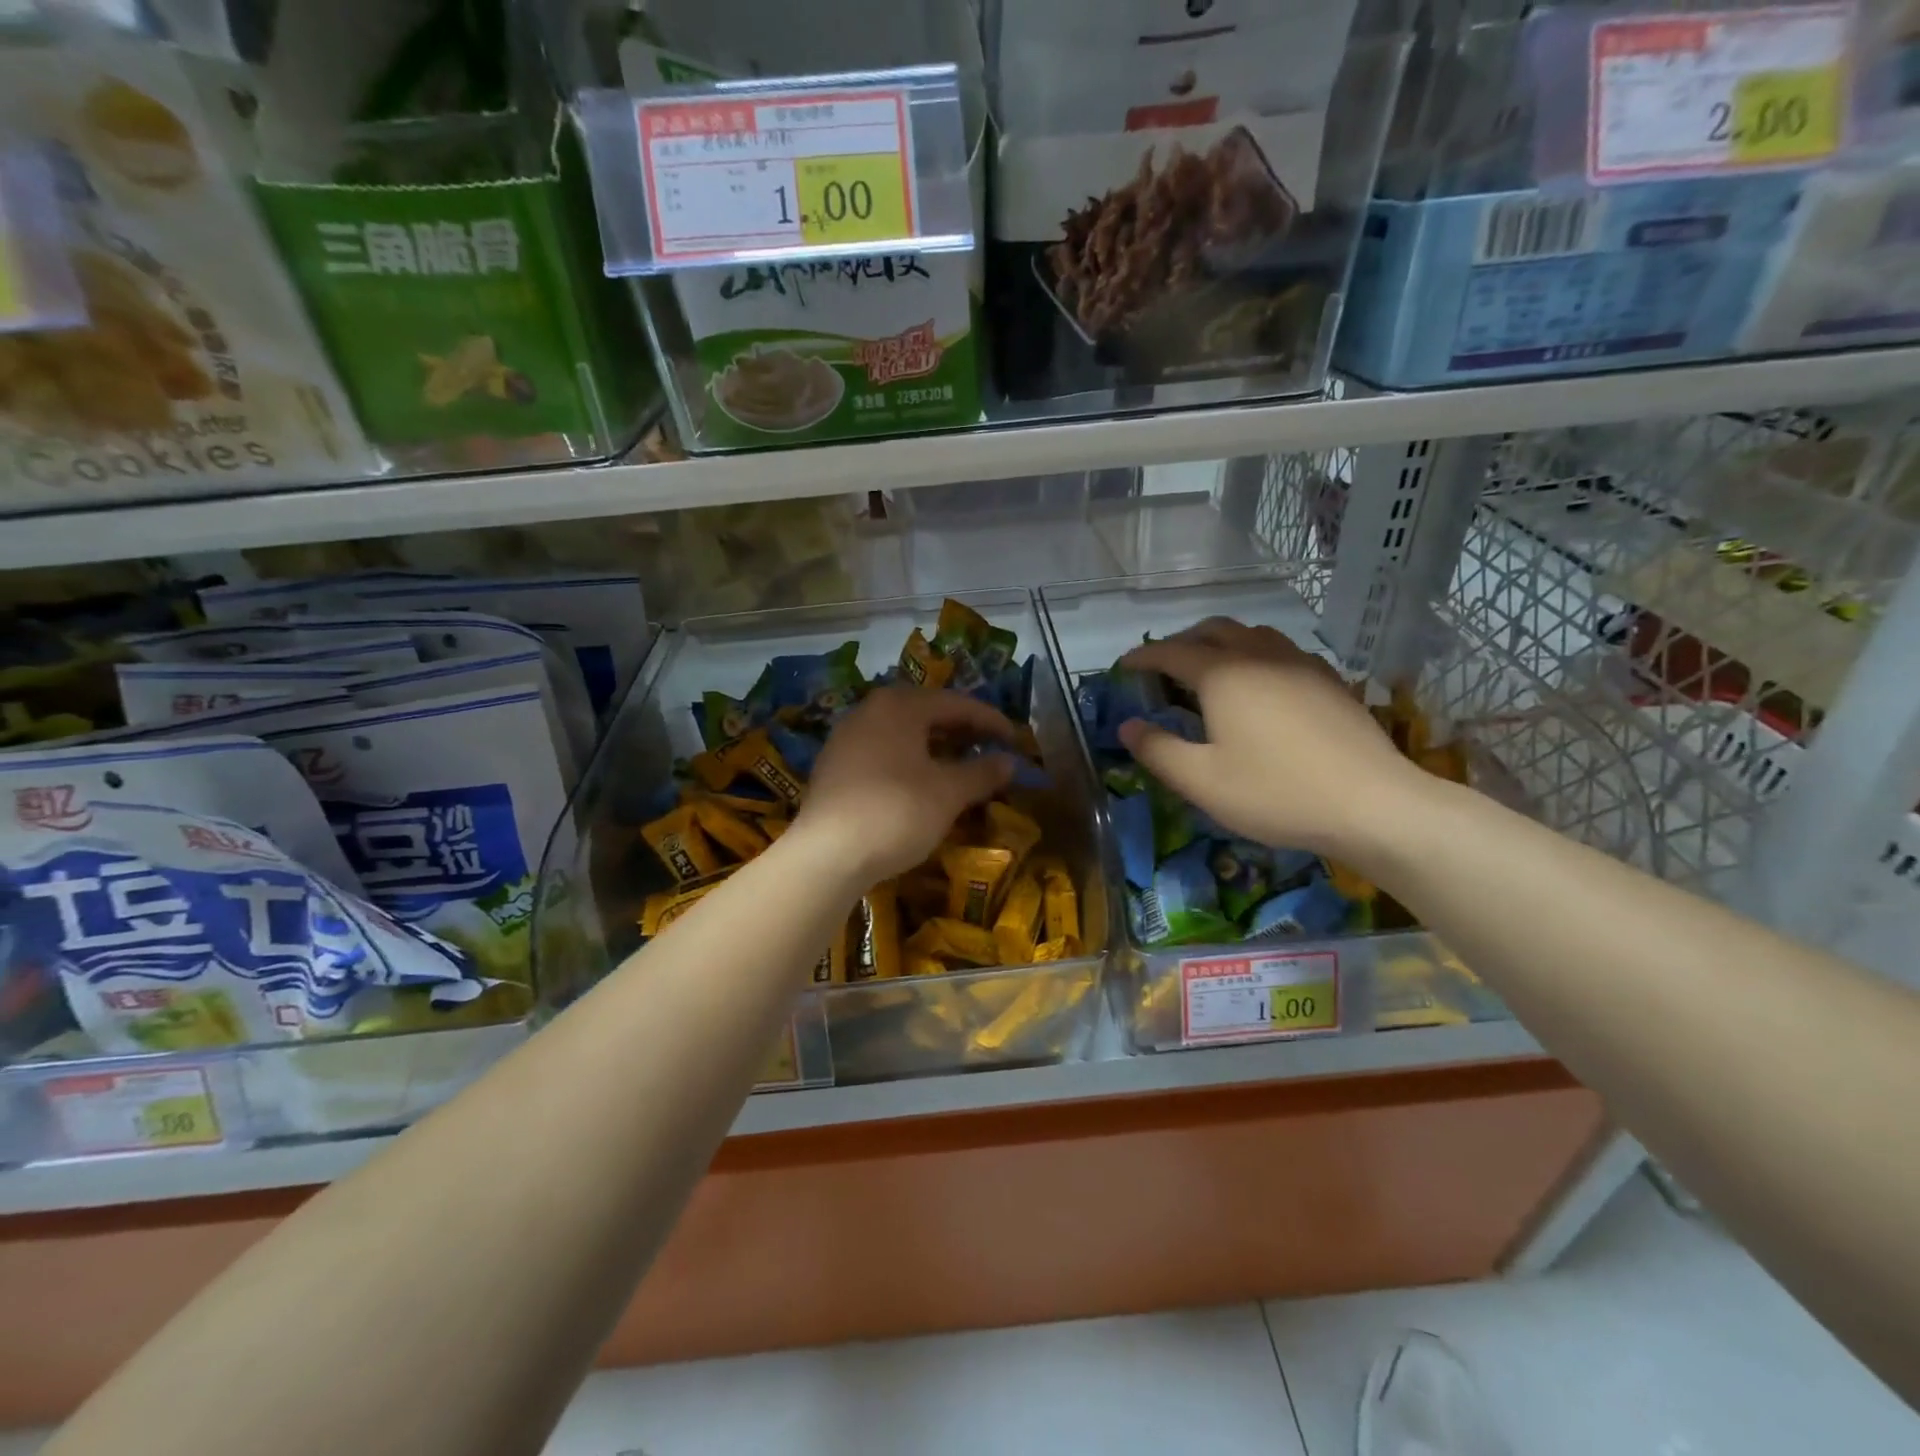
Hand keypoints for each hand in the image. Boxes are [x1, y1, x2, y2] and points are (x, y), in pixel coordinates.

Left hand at [797, 687, 1015, 883]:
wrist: (827, 855)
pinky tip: (920, 782)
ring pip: (902, 732)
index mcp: (899, 706)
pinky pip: (882, 751)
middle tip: (989, 748)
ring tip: (959, 765)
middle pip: (925, 712)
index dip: (990, 720)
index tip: (1015, 739)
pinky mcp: (833, 766)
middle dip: (960, 730)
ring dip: (934, 745)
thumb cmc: (896, 812)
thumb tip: (1009, 762)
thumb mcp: (948, 793)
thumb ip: (981, 772)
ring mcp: (846, 737)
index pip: (956, 703)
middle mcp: (869, 711)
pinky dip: (909, 760)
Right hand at [1117, 618, 1431, 860]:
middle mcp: (1260, 655)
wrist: (1373, 804)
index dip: (1142, 656)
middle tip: (1163, 668)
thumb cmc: (1276, 792)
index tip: (1123, 667)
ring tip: (1209, 671)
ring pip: (1252, 634)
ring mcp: (1301, 663)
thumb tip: (1127, 726)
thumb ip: (1158, 750)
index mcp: (1223, 674)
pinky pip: (1281, 651)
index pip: (1171, 651)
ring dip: (1221, 643)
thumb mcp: (1202, 781)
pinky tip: (1260, 687)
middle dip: (1181, 642)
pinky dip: (1255, 656)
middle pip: (1213, 629)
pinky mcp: (1329, 680)